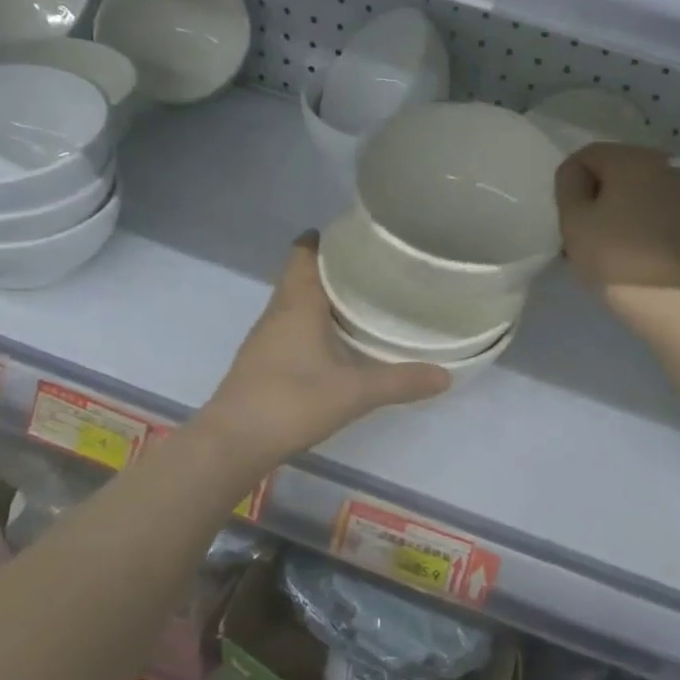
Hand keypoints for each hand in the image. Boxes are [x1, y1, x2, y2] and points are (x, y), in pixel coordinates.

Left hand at [201, 234, 450, 465]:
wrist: (233, 443)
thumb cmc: (292, 402)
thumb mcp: (354, 392)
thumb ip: (400, 381)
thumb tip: (446, 375)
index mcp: (297, 303)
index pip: (305, 252)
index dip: (327, 239)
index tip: (358, 236)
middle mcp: (278, 311)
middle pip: (302, 274)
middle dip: (333, 267)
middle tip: (374, 267)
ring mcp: (266, 336)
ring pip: (295, 301)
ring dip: (323, 295)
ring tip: (362, 299)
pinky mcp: (262, 360)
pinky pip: (291, 325)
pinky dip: (313, 322)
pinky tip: (336, 340)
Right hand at [556, 144, 679, 334]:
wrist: (675, 304)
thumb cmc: (615, 257)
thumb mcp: (574, 220)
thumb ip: (568, 185)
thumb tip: (577, 174)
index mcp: (632, 158)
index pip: (586, 155)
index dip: (569, 183)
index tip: (567, 217)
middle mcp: (663, 165)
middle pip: (615, 171)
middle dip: (595, 195)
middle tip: (582, 233)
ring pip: (636, 192)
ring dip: (617, 209)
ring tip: (606, 245)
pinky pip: (654, 211)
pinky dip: (638, 223)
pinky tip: (630, 252)